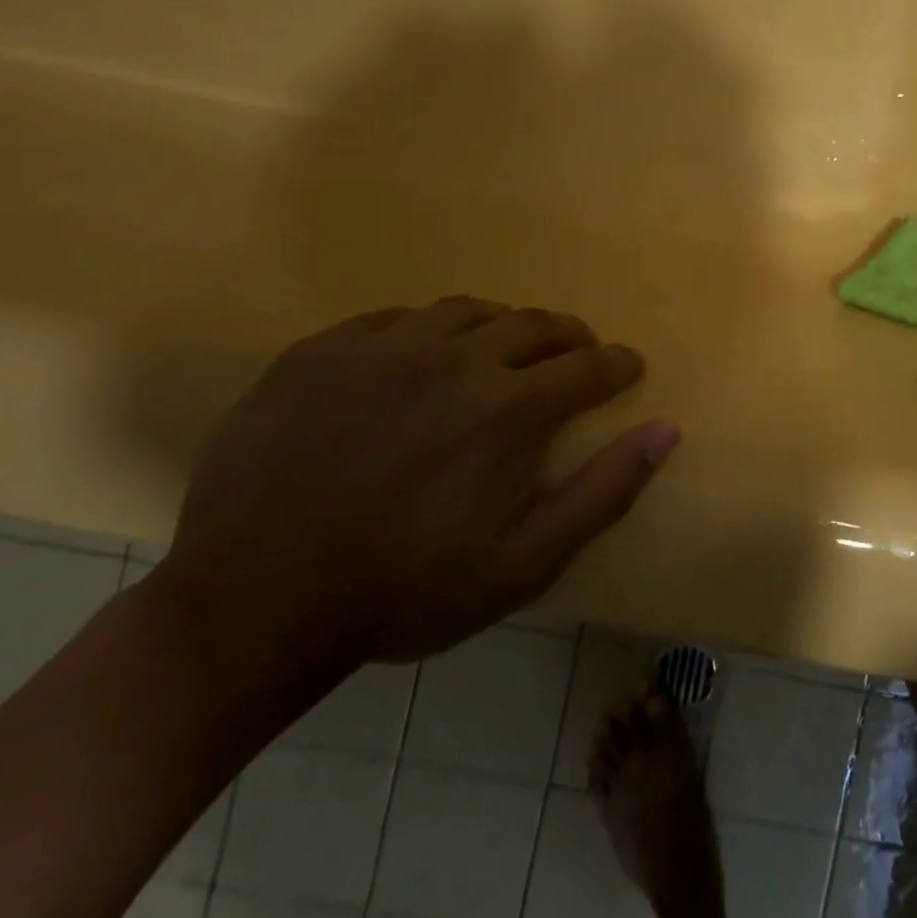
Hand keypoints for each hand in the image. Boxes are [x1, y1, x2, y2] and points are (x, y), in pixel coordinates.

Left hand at [152, 297, 679, 670]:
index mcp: (508, 408)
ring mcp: (383, 346)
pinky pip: (398, 318)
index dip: (618, 365)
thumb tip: (666, 430)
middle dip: (570, 338)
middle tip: (575, 357)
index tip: (628, 369)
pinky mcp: (324, 348)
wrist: (250, 606)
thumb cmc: (403, 592)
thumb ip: (604, 492)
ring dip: (504, 329)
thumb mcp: (523, 563)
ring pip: (470, 310)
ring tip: (504, 355)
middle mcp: (454, 357)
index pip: (590, 366)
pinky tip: (422, 362)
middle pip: (536, 324)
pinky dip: (430, 332)